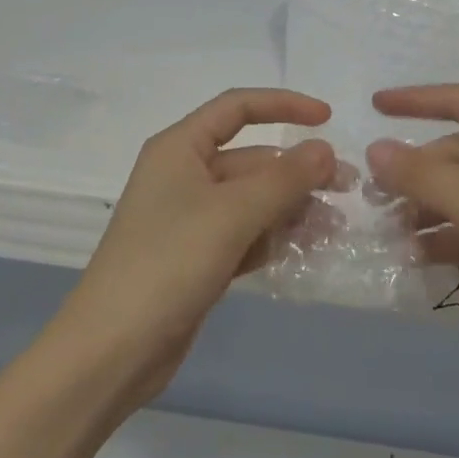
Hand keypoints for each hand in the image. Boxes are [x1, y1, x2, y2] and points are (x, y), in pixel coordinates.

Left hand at [52, 88, 334, 412]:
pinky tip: (308, 250)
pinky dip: (274, 237)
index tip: (327, 118)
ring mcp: (190, 219)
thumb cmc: (168, 263)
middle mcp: (184, 175)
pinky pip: (245, 234)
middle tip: (346, 188)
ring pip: (252, 200)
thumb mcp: (231, 214)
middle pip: (251, 159)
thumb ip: (283, 179)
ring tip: (335, 227)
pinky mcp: (197, 257)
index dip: (283, 105)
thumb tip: (324, 148)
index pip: (237, 108)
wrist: (111, 352)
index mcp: (179, 148)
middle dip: (297, 171)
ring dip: (292, 208)